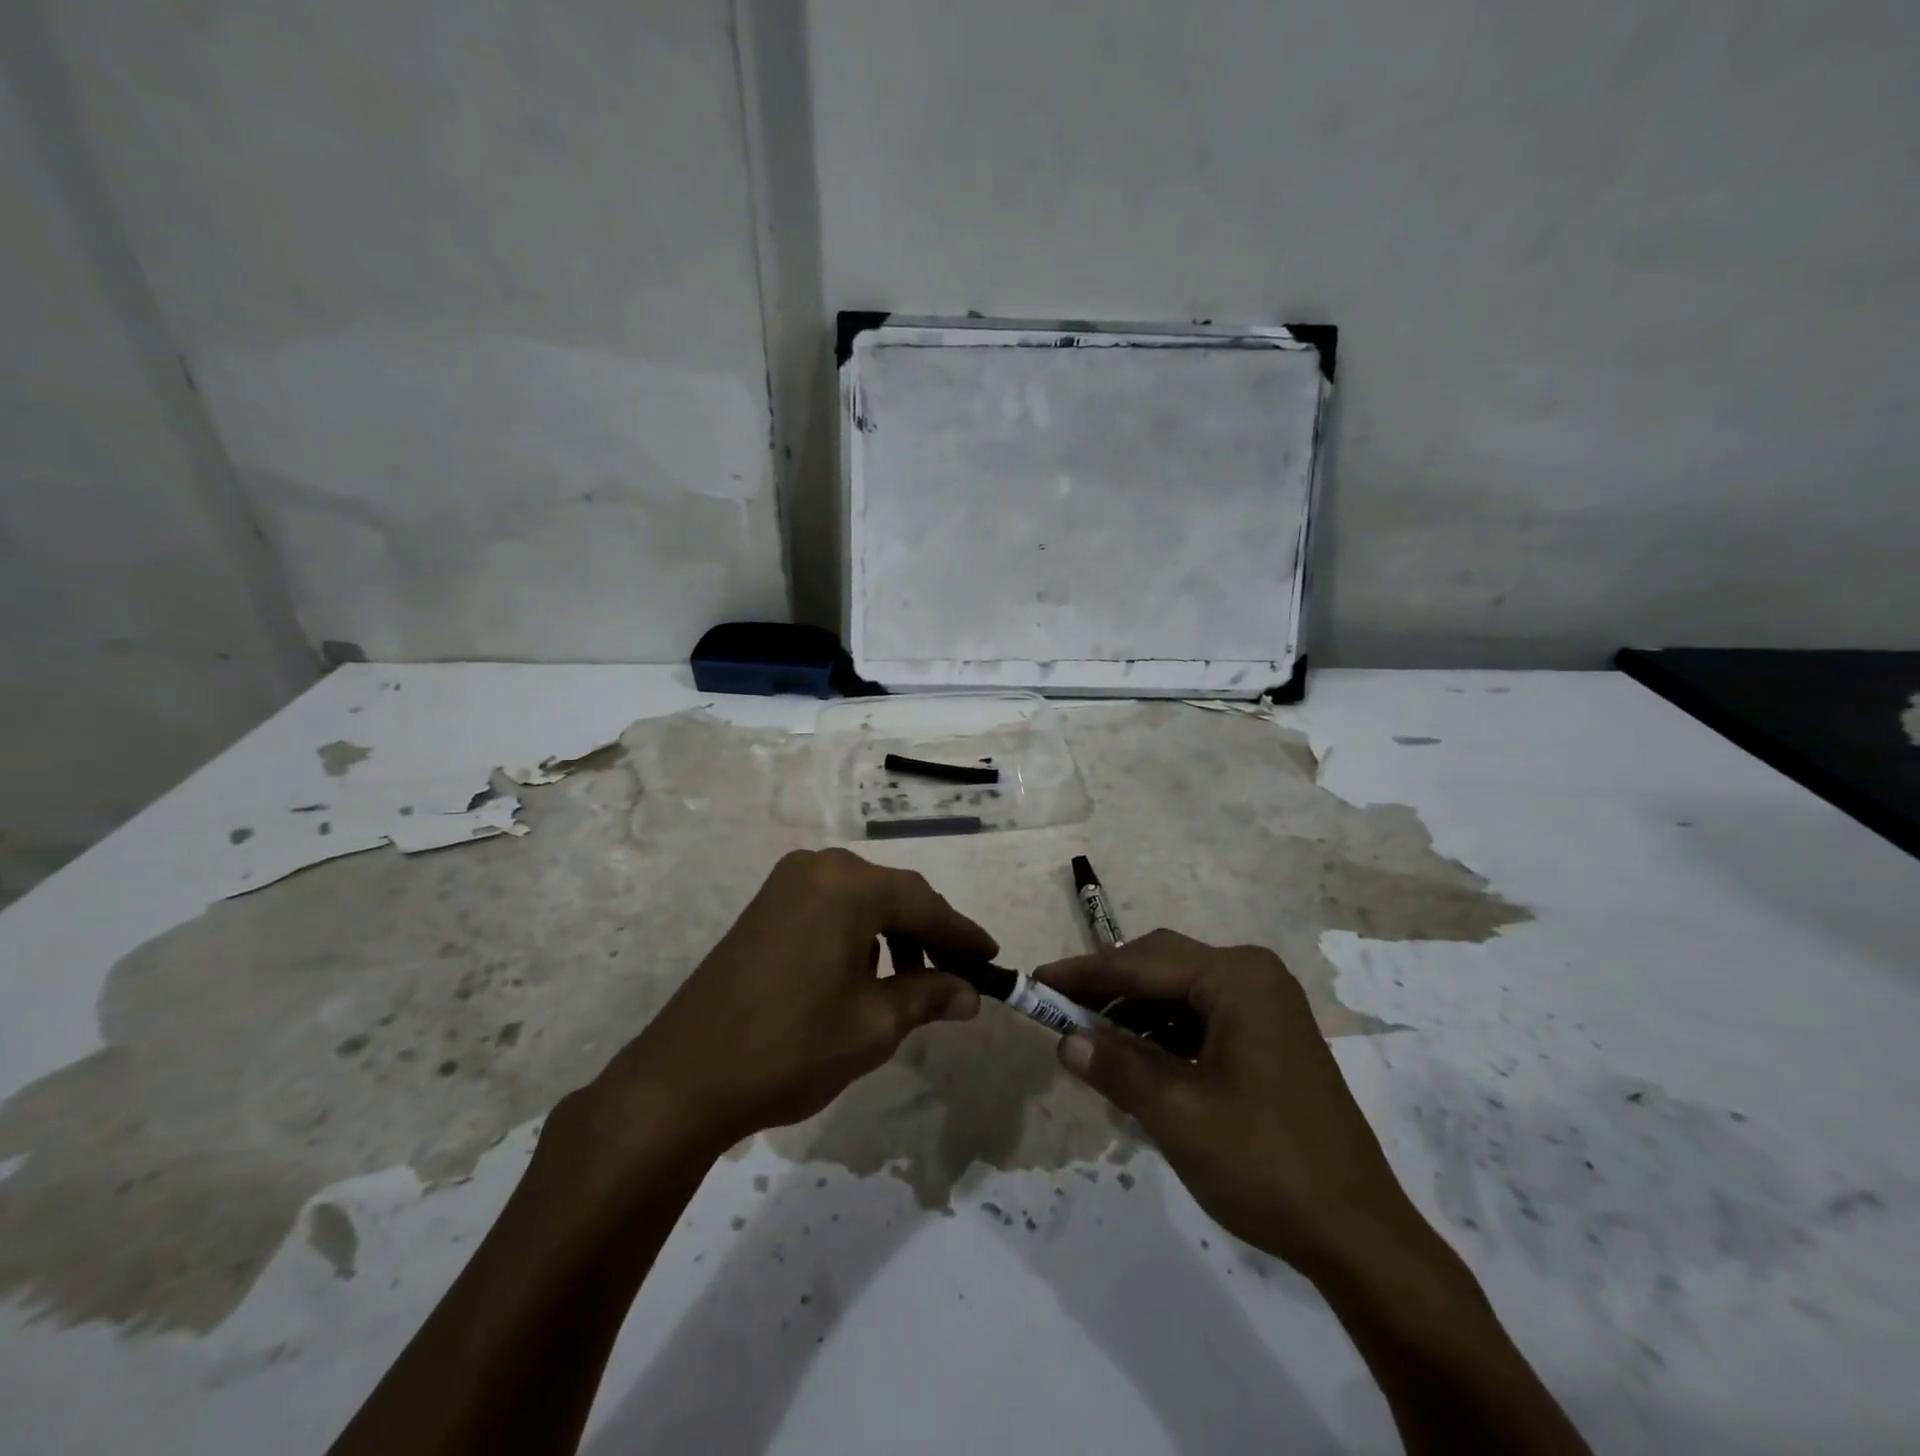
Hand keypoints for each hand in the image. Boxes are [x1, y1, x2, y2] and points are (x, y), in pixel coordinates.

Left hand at [589, 849, 993, 1159]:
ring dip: (894, 933)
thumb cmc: (791, 1046)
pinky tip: (865, 973)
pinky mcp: (764, 908)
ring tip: (913, 981)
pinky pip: (830, 908)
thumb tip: (970, 992)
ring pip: (861, 900)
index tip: (993, 958)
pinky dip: (859, 934)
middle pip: (893, 894)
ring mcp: (785, 885)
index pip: (925, 903)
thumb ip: (929, 995)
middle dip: (929, 933)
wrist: (683, 1078)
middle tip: (958, 973)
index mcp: (848, 885)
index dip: (962, 934)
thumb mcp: (874, 1024)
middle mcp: (817, 868)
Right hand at [1038, 930, 1432, 1280]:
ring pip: (1180, 993)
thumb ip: (1116, 1067)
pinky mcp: (1269, 1037)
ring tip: (1095, 1046)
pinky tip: (1139, 1065)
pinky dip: (1164, 1035)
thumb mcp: (1177, 1114)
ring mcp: (1266, 1006)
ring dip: (1135, 1014)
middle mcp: (1253, 976)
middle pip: (1162, 966)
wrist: (1359, 1236)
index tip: (1037, 981)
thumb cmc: (1265, 1164)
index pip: (1142, 963)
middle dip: (1109, 989)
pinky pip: (1201, 1018)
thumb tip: (1066, 1041)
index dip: (1085, 974)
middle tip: (1061, 1012)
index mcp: (1237, 978)